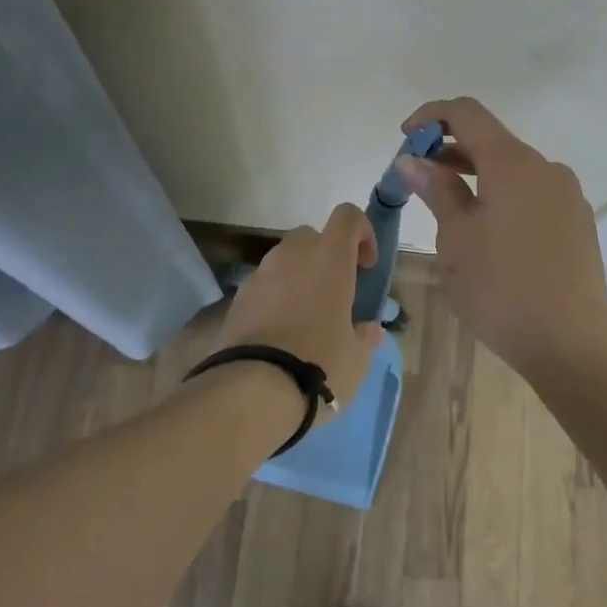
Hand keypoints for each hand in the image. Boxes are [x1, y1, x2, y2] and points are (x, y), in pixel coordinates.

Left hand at [213, 203, 387, 409]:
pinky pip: (264, 287)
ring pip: (285, 262)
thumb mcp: (356, 357)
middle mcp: (293, 255)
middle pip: (312, 237)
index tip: (366, 266)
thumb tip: (369, 330)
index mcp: (329, 258)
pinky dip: (275, 300)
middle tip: (336, 294)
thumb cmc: (320, 363)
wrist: (252, 389)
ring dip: (299, 279)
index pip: (348, 217)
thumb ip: (365, 337)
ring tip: (307, 320)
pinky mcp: (237, 299)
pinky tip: (281, 335)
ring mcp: (260, 275)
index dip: (362, 233)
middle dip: (326, 257)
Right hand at [393, 97, 606, 375]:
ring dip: (477, 177)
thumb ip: (436, 191)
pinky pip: (532, 195)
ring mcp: (567, 196)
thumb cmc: (502, 288)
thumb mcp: (457, 238)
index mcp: (513, 163)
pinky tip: (488, 235)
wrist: (573, 343)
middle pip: (492, 141)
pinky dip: (503, 197)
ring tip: (448, 210)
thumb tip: (413, 160)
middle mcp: (546, 168)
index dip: (431, 117)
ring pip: (513, 171)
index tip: (405, 138)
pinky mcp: (577, 223)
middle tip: (418, 180)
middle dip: (451, 151)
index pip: (468, 114)